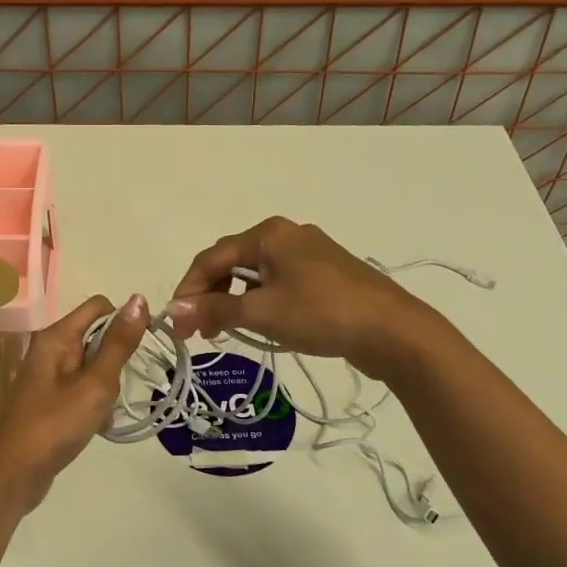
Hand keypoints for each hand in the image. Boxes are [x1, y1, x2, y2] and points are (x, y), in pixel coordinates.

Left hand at [0, 293, 148, 514]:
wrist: (13, 476)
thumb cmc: (54, 426)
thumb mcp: (95, 384)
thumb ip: (119, 343)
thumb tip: (139, 299)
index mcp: (56, 337)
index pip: (99, 306)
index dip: (124, 321)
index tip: (140, 351)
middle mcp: (49, 349)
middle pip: (96, 336)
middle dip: (115, 360)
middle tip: (116, 389)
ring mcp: (46, 376)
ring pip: (92, 366)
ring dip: (106, 386)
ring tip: (105, 412)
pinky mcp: (48, 400)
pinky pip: (81, 389)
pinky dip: (94, 403)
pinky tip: (98, 426)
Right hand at [166, 217, 430, 376]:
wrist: (394, 331)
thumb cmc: (322, 314)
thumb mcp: (262, 313)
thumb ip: (215, 310)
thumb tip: (173, 311)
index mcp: (269, 234)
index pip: (212, 257)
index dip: (188, 290)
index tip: (176, 324)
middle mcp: (287, 234)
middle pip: (232, 262)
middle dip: (209, 295)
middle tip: (197, 332)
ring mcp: (310, 254)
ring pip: (256, 274)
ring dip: (233, 301)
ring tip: (224, 332)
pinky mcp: (326, 275)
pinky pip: (279, 283)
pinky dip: (260, 302)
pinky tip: (259, 324)